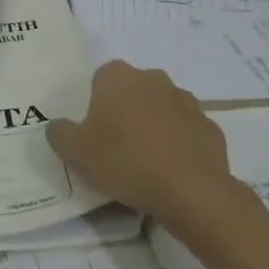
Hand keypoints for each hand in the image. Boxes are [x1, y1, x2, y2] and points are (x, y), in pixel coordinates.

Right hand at [47, 61, 248, 232]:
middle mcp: (154, 79)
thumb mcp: (74, 152)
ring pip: (162, 108)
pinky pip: (187, 132)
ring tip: (146, 161)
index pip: (101, 78)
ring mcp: (187, 101)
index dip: (96, 102)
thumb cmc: (125, 161)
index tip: (94, 130)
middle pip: (133, 90)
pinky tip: (172, 171)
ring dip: (154, 125)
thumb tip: (58, 126)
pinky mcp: (210, 128)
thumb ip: (59, 133)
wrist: (191, 191)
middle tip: (116, 144)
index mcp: (118, 77)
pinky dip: (179, 145)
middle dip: (126, 110)